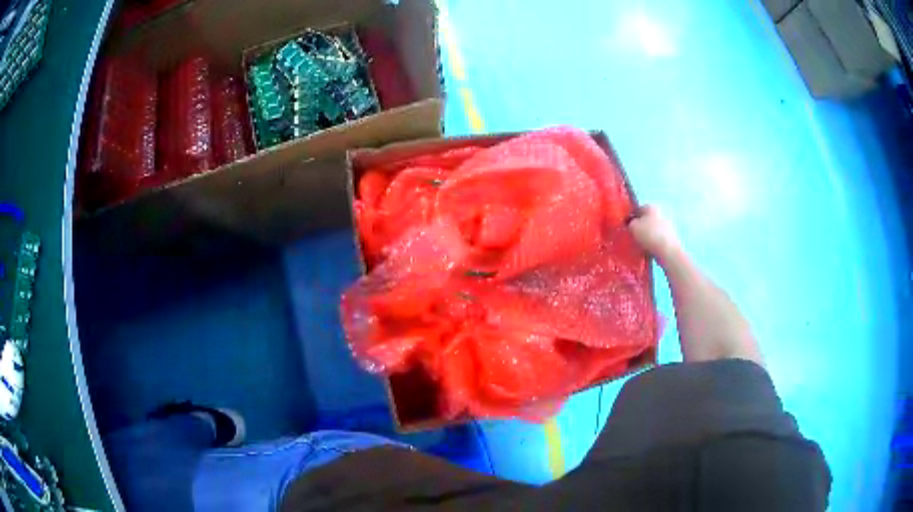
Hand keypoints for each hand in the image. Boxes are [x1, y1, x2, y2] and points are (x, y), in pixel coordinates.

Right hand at [628, 205, 680, 261]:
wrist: (667, 251)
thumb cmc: (649, 235)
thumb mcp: (633, 227)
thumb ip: (629, 224)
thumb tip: (630, 224)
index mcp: (650, 207)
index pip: (636, 209)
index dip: (630, 218)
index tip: (625, 227)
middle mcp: (659, 213)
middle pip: (645, 220)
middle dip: (639, 227)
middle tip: (632, 236)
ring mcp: (667, 226)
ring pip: (651, 230)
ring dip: (645, 236)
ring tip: (639, 245)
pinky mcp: (670, 238)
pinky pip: (657, 239)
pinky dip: (652, 243)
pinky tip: (648, 250)